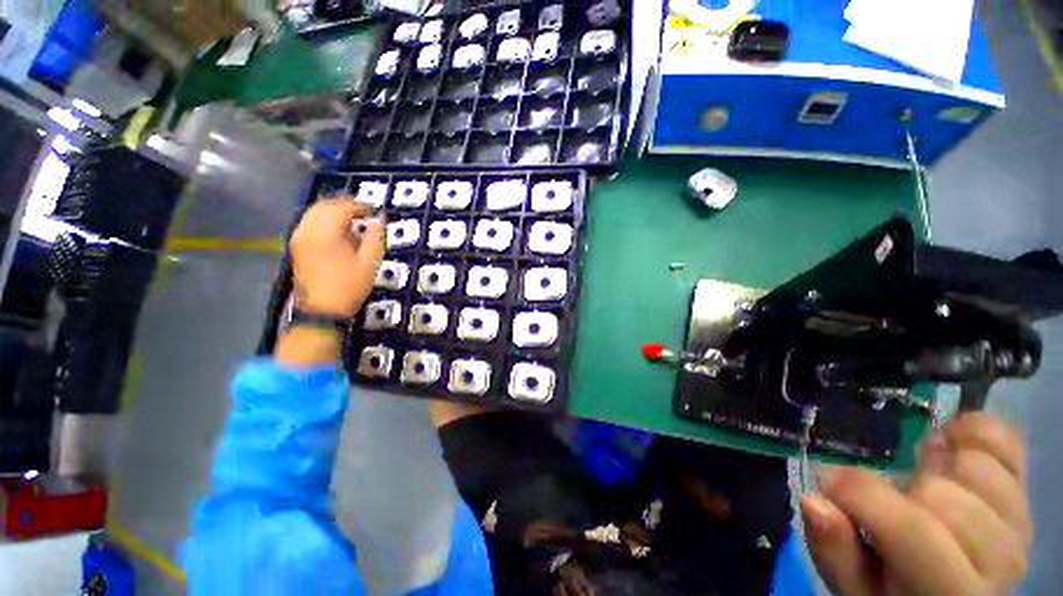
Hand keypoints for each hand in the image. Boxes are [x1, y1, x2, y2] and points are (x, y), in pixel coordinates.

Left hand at [290, 199, 384, 317]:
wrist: (322, 310)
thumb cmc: (350, 286)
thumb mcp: (369, 263)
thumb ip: (375, 237)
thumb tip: (380, 218)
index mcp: (326, 233)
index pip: (342, 207)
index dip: (360, 206)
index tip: (374, 213)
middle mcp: (307, 230)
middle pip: (324, 205)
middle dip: (345, 205)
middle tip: (364, 213)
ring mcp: (298, 237)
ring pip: (314, 212)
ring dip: (333, 211)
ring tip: (352, 220)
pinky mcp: (296, 245)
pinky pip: (309, 222)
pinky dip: (323, 219)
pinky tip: (337, 230)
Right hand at [802, 413, 1030, 594]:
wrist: (954, 592)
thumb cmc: (894, 594)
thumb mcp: (855, 588)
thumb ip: (836, 552)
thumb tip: (813, 499)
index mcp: (952, 595)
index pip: (913, 531)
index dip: (860, 496)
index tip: (827, 483)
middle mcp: (1000, 560)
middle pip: (941, 495)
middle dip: (900, 489)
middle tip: (888, 499)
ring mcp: (1019, 522)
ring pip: (973, 465)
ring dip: (934, 465)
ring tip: (919, 480)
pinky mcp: (1027, 491)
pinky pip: (1004, 439)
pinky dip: (970, 431)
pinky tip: (948, 446)